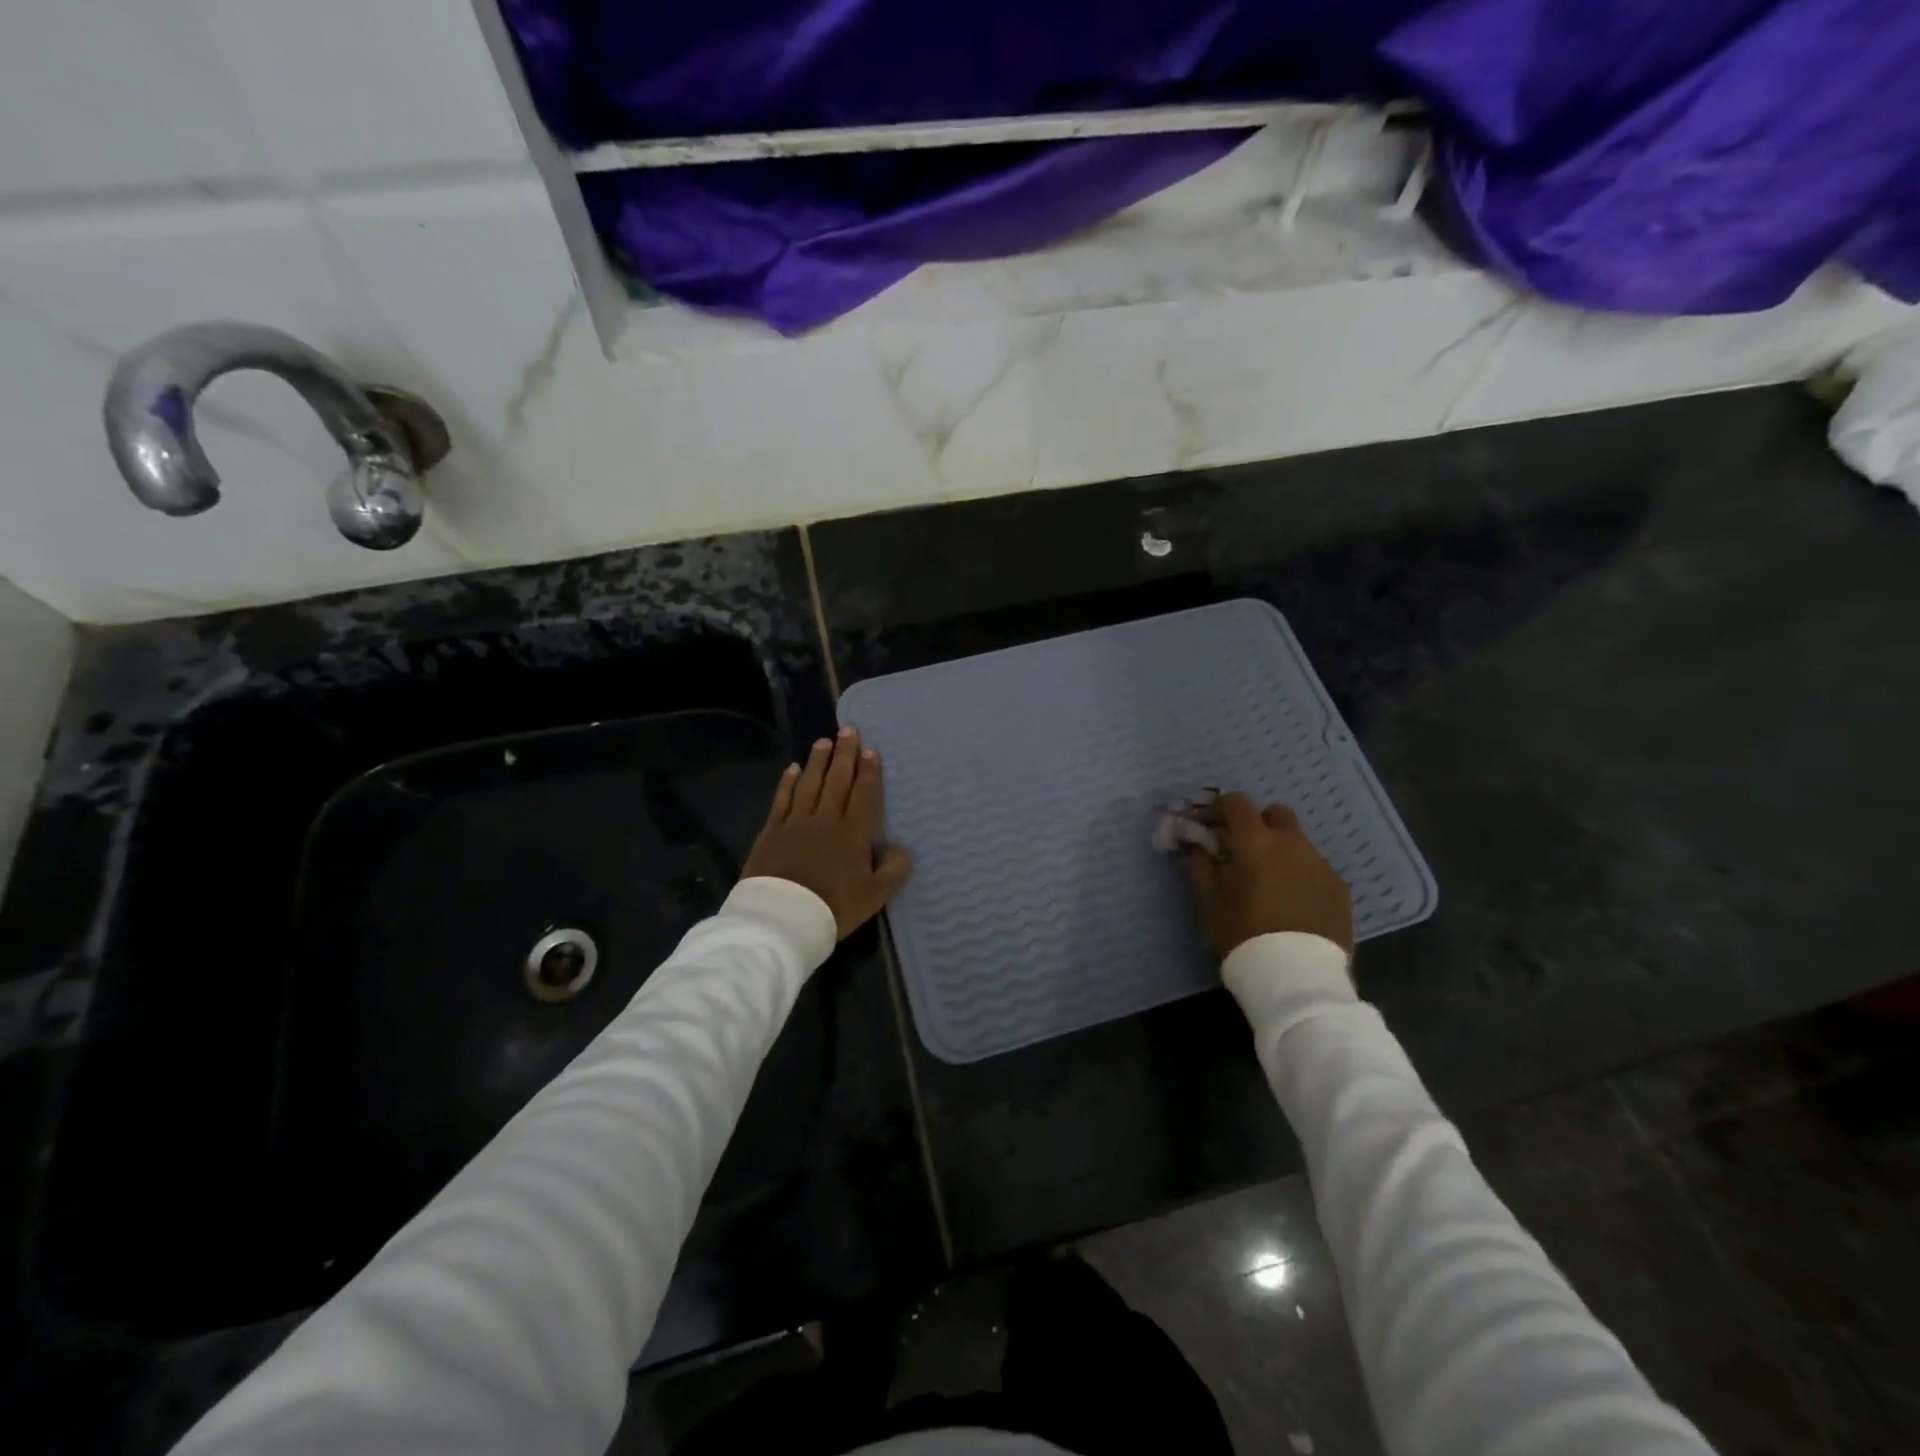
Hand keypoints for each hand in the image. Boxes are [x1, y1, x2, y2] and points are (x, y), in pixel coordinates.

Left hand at [742, 727, 911, 939]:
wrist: (783, 918)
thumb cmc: (833, 907)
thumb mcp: (874, 895)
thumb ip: (893, 870)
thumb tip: (902, 848)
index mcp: (853, 833)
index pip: (864, 794)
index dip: (869, 772)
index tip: (871, 750)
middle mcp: (826, 819)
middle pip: (837, 781)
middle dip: (845, 755)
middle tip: (848, 731)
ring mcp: (796, 822)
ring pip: (809, 783)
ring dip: (818, 761)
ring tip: (823, 742)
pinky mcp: (772, 831)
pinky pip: (782, 799)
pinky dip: (788, 782)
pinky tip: (792, 768)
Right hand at [1183, 793, 1352, 959]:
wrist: (1297, 977)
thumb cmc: (1244, 935)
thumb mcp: (1210, 902)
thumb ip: (1201, 866)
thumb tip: (1197, 845)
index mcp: (1255, 841)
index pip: (1236, 802)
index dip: (1218, 809)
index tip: (1207, 826)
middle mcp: (1292, 843)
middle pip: (1274, 814)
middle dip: (1256, 824)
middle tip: (1241, 850)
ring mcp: (1320, 864)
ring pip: (1297, 842)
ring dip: (1279, 850)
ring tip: (1268, 882)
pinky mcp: (1339, 887)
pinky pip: (1314, 868)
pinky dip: (1299, 874)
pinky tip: (1292, 902)